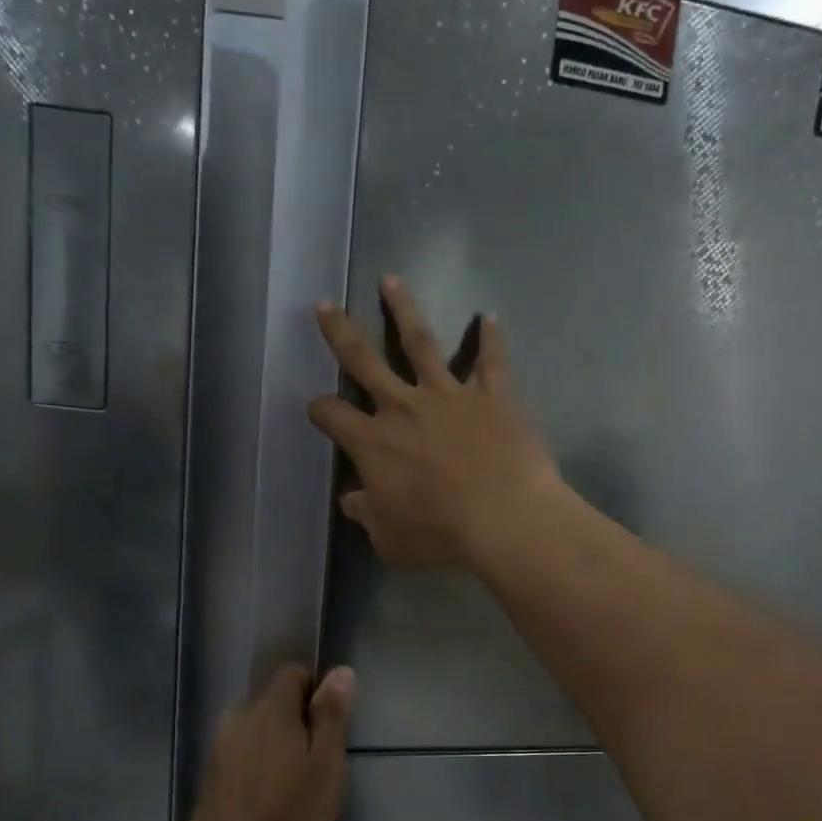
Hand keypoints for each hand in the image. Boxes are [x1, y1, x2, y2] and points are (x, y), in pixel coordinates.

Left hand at [183, 664, 353, 820]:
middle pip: (273, 703)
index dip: (315, 690)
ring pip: (256, 730)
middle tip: (317, 760)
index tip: (330, 724)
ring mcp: (219, 747)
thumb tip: (341, 671)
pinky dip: (258, 766)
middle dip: (295, 721)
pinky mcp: (210, 776)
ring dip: (275, 745)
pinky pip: (242, 754)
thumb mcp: (326, 763)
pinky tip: (270, 799)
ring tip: (294, 784)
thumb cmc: (289, 813)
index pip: (292, 673)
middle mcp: (238, 717)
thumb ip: (332, 715)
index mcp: (268, 708)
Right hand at [307, 276, 562, 570]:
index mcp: (373, 442)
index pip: (333, 416)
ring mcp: (449, 395)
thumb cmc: (440, 534)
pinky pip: (491, 360)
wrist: (504, 517)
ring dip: (404, 309)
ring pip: (420, 342)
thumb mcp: (390, 539)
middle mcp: (404, 407)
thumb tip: (352, 501)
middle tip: (325, 304)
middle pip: (363, 360)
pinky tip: (490, 316)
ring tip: (392, 280)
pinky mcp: (491, 395)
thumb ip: (367, 516)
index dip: (320, 410)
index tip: (317, 409)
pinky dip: (492, 338)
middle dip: (340, 332)